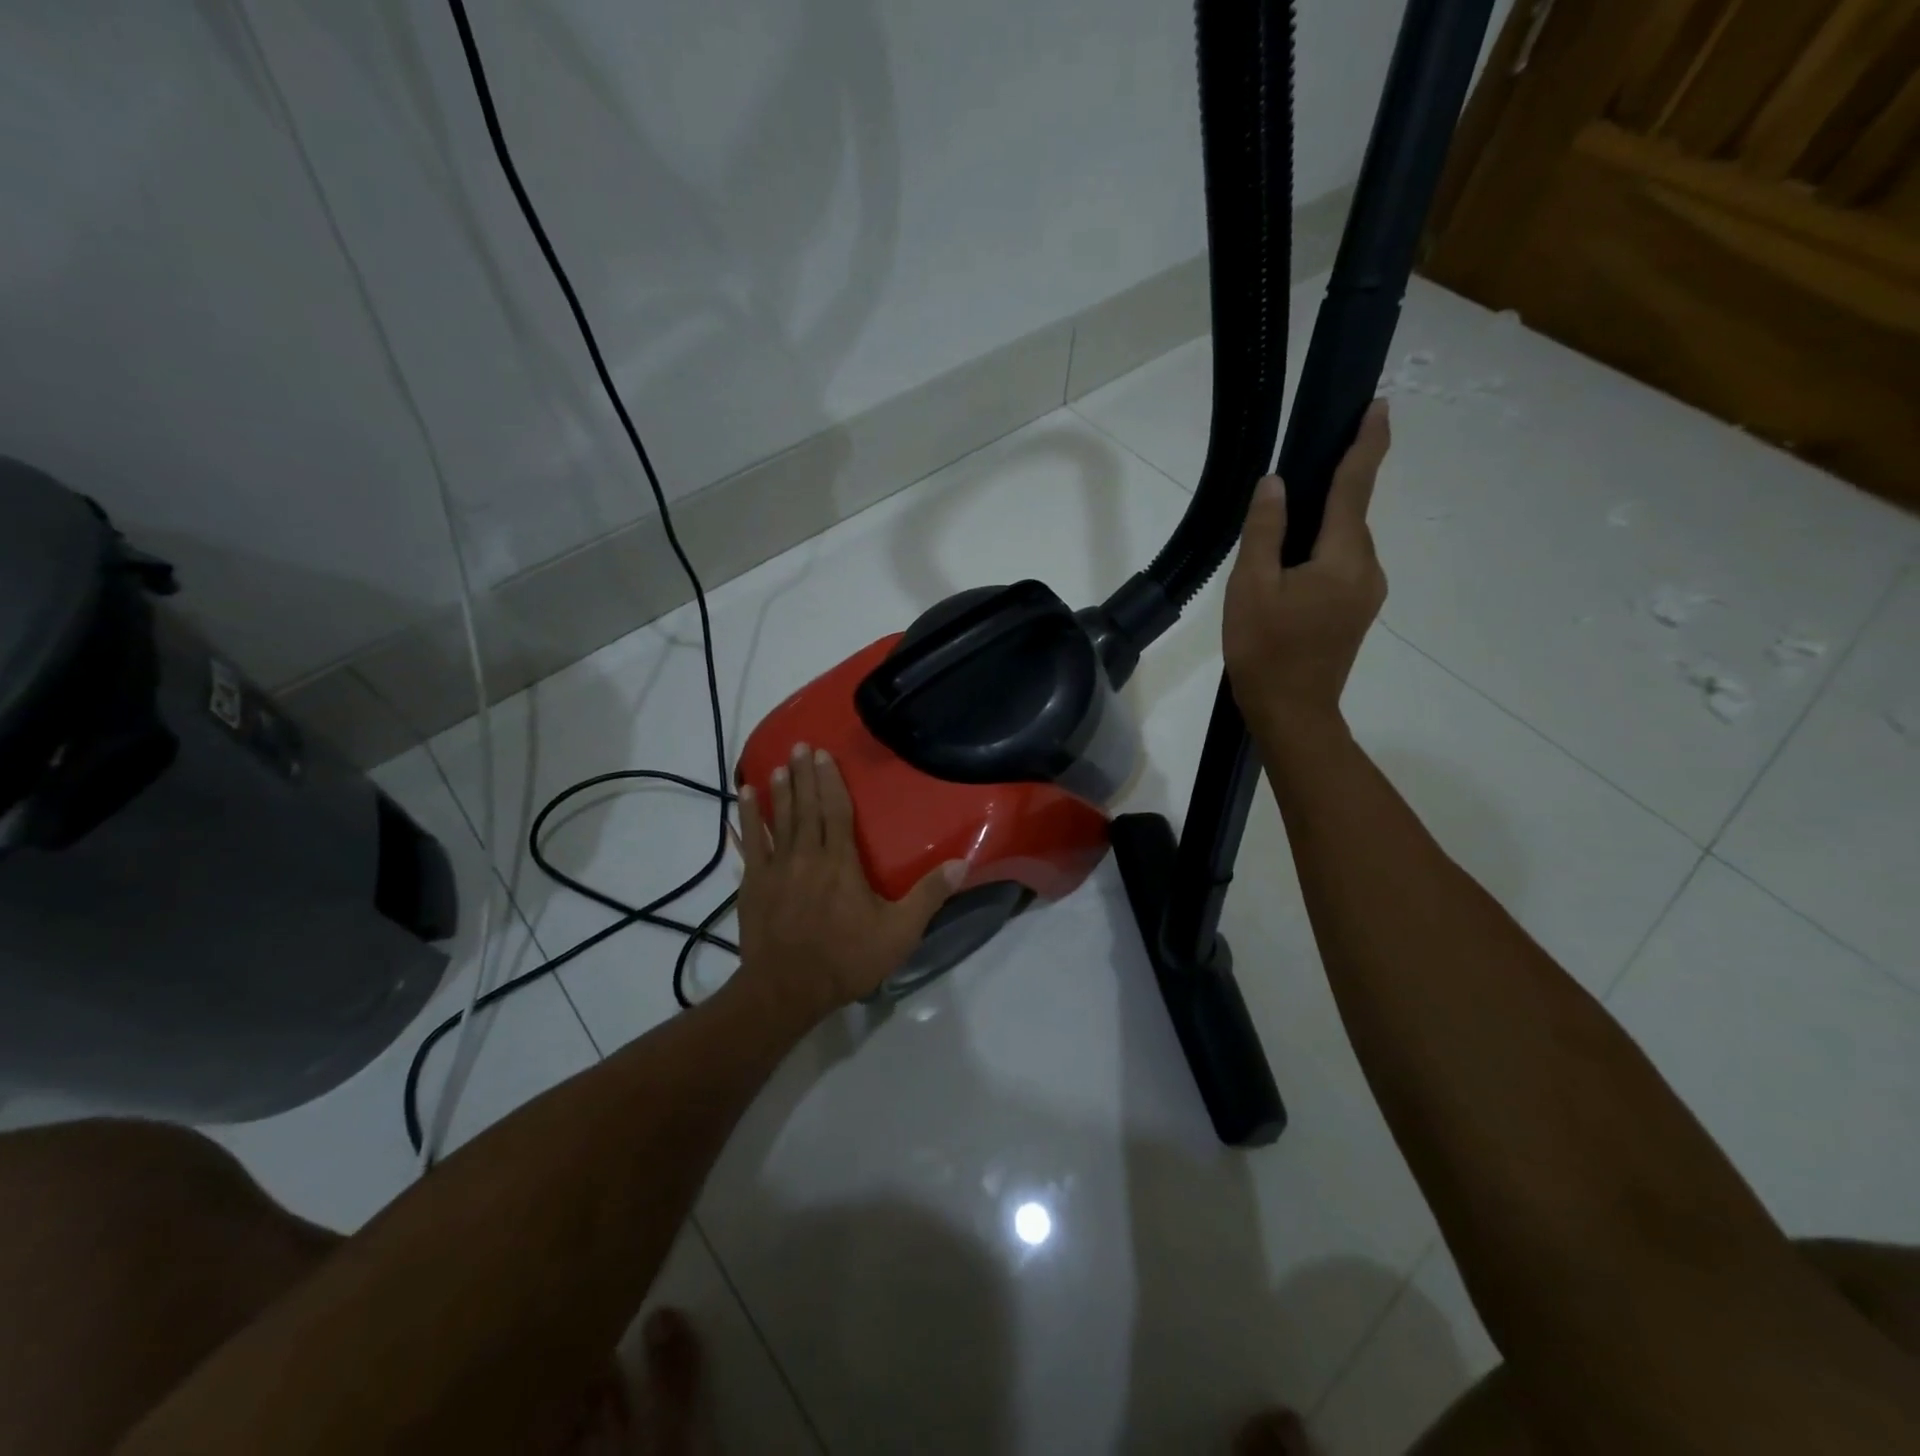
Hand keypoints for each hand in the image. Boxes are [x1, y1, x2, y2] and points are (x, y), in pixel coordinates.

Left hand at [734, 744, 961, 1015]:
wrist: (787, 990)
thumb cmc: (846, 959)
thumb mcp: (898, 932)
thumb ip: (928, 896)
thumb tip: (962, 864)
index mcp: (841, 862)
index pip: (836, 811)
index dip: (831, 782)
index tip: (824, 756)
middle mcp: (807, 855)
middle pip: (807, 807)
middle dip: (804, 775)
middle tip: (801, 746)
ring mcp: (776, 868)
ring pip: (779, 819)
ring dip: (780, 790)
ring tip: (779, 764)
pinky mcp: (753, 884)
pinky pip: (751, 842)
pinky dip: (748, 818)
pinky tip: (744, 798)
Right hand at [1223, 400, 1391, 740]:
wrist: (1292, 712)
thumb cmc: (1266, 649)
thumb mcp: (1251, 587)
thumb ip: (1264, 532)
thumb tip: (1275, 485)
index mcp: (1343, 557)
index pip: (1356, 487)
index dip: (1366, 443)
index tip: (1379, 404)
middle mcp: (1367, 568)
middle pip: (1348, 517)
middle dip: (1328, 493)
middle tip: (1288, 487)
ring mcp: (1367, 593)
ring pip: (1343, 544)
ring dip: (1318, 531)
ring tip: (1275, 542)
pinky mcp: (1357, 612)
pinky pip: (1341, 567)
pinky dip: (1320, 555)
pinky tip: (1288, 572)